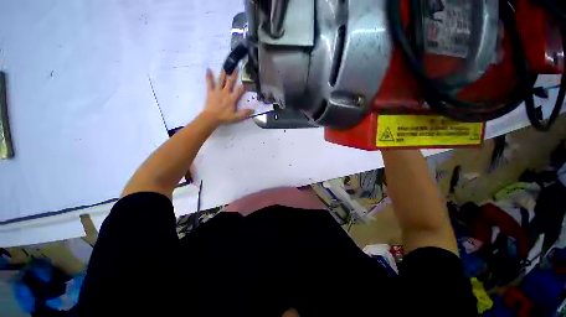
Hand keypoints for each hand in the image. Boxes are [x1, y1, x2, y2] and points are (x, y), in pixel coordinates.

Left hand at [201, 68, 252, 125]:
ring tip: (226, 66)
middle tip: (237, 68)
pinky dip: (208, 76)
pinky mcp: (210, 91)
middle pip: (230, 82)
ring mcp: (217, 91)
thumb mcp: (236, 117)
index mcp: (232, 98)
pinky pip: (209, 82)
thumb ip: (244, 113)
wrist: (211, 117)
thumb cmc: (224, 117)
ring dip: (223, 73)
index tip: (248, 82)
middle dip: (234, 75)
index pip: (240, 90)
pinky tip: (208, 69)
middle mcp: (225, 92)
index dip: (244, 86)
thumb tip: (253, 110)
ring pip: (221, 80)